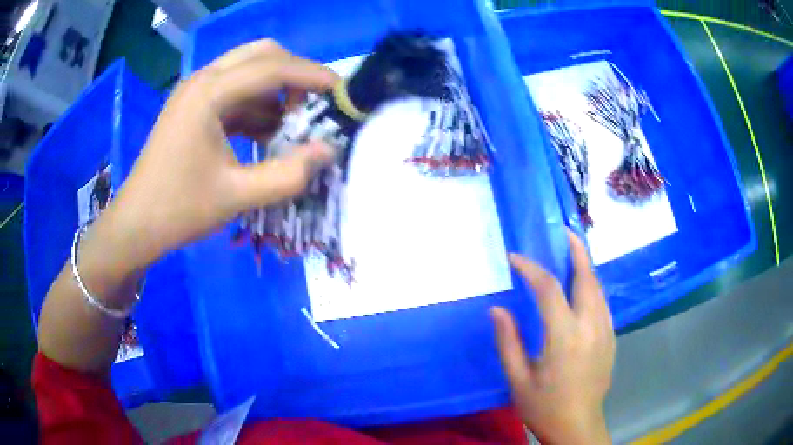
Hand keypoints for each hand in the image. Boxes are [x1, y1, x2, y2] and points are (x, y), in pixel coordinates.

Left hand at [83, 40, 338, 279]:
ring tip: (295, 126)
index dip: (312, 75)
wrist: (136, 225)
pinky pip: (236, 93)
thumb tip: (328, 151)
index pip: (272, 67)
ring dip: (277, 91)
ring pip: (249, 71)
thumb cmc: (179, 210)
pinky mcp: (195, 107)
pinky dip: (258, 106)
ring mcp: (197, 92)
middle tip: (314, 106)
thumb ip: (287, 174)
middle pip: (262, 55)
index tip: (343, 93)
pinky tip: (269, 134)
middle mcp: (203, 80)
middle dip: (294, 75)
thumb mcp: (236, 196)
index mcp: (208, 93)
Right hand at [490, 231, 614, 444]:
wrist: (578, 425)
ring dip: (585, 266)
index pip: (548, 289)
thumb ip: (508, 342)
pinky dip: (592, 286)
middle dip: (576, 250)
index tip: (515, 258)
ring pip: (598, 288)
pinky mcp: (611, 338)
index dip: (531, 268)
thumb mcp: (518, 379)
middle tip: (564, 232)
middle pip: (586, 277)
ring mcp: (605, 331)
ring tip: (573, 252)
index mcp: (564, 337)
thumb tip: (497, 310)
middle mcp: (590, 326)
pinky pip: (602, 302)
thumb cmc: (544, 406)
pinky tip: (582, 287)